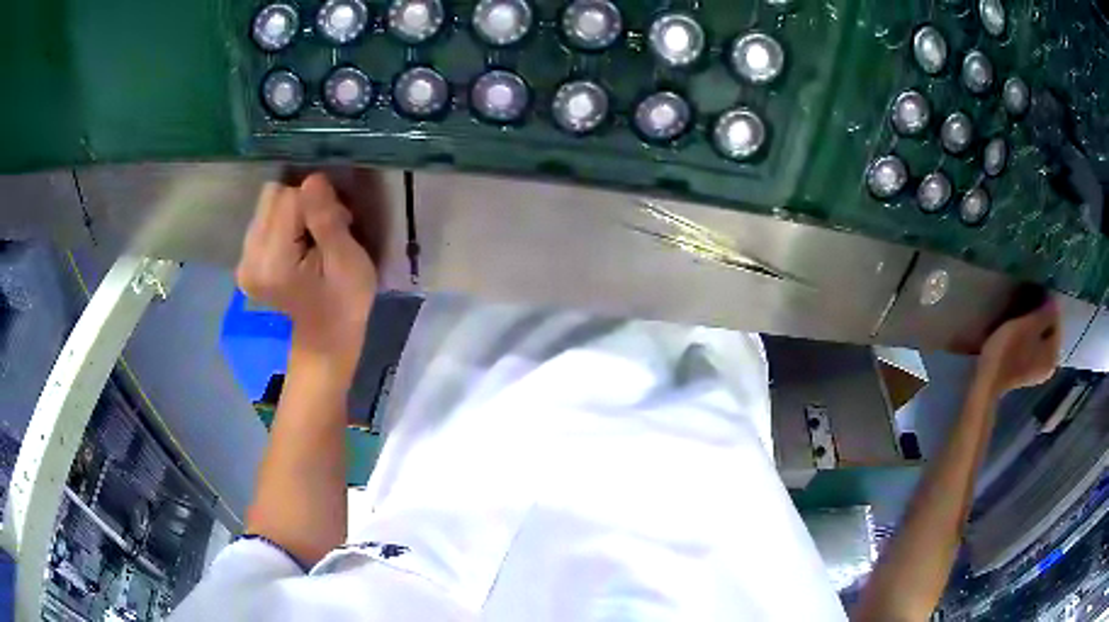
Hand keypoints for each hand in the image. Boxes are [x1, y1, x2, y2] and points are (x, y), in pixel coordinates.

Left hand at [236, 173, 377, 379]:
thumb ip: (326, 220)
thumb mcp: (348, 262)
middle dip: (302, 204)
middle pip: (272, 196)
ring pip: (267, 205)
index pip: (290, 198)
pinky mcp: (245, 262)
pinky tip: (298, 249)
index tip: (339, 224)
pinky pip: (263, 220)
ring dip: (293, 214)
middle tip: (324, 233)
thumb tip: (312, 179)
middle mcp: (249, 258)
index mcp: (272, 261)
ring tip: (312, 242)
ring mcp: (243, 261)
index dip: (318, 203)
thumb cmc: (344, 305)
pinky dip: (283, 225)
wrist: (324, 345)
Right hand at [977, 298, 1060, 394]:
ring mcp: (1037, 373)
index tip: (1034, 295)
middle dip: (1040, 319)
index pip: (1056, 320)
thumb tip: (1056, 302)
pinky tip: (1018, 335)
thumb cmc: (1009, 351)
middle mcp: (1049, 366)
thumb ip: (1044, 314)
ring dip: (1033, 329)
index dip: (1046, 305)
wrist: (988, 380)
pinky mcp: (1025, 375)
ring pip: (1040, 341)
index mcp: (1053, 354)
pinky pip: (1032, 350)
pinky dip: (1028, 340)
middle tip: (1027, 306)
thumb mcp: (1028, 325)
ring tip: (1021, 318)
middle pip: (1048, 333)